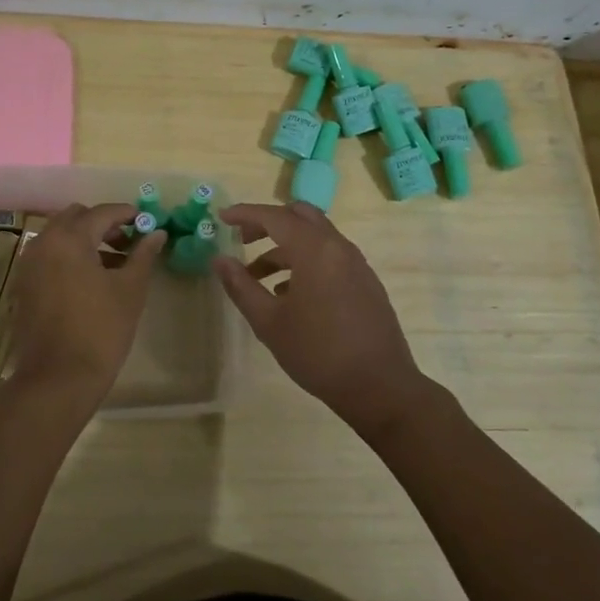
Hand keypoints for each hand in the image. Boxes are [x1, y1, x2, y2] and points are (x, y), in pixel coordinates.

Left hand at [5, 203, 165, 411]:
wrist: (58, 378)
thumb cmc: (100, 330)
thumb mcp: (130, 290)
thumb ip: (143, 255)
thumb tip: (157, 233)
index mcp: (69, 238)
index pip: (102, 212)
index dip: (127, 214)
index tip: (147, 222)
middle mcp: (43, 243)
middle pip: (75, 217)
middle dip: (102, 223)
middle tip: (128, 242)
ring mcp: (28, 264)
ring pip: (59, 236)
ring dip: (85, 239)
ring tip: (113, 263)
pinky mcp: (23, 285)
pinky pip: (49, 256)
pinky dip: (69, 256)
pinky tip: (90, 280)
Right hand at [214, 202, 430, 435]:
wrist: (380, 387)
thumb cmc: (318, 352)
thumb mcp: (269, 322)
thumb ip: (241, 286)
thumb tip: (220, 259)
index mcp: (314, 250)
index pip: (274, 217)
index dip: (245, 214)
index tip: (222, 218)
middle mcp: (338, 247)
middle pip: (300, 216)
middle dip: (268, 222)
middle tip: (243, 239)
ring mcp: (356, 263)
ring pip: (316, 237)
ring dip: (285, 246)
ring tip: (258, 277)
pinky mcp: (366, 282)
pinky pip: (330, 256)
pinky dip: (306, 260)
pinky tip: (289, 294)